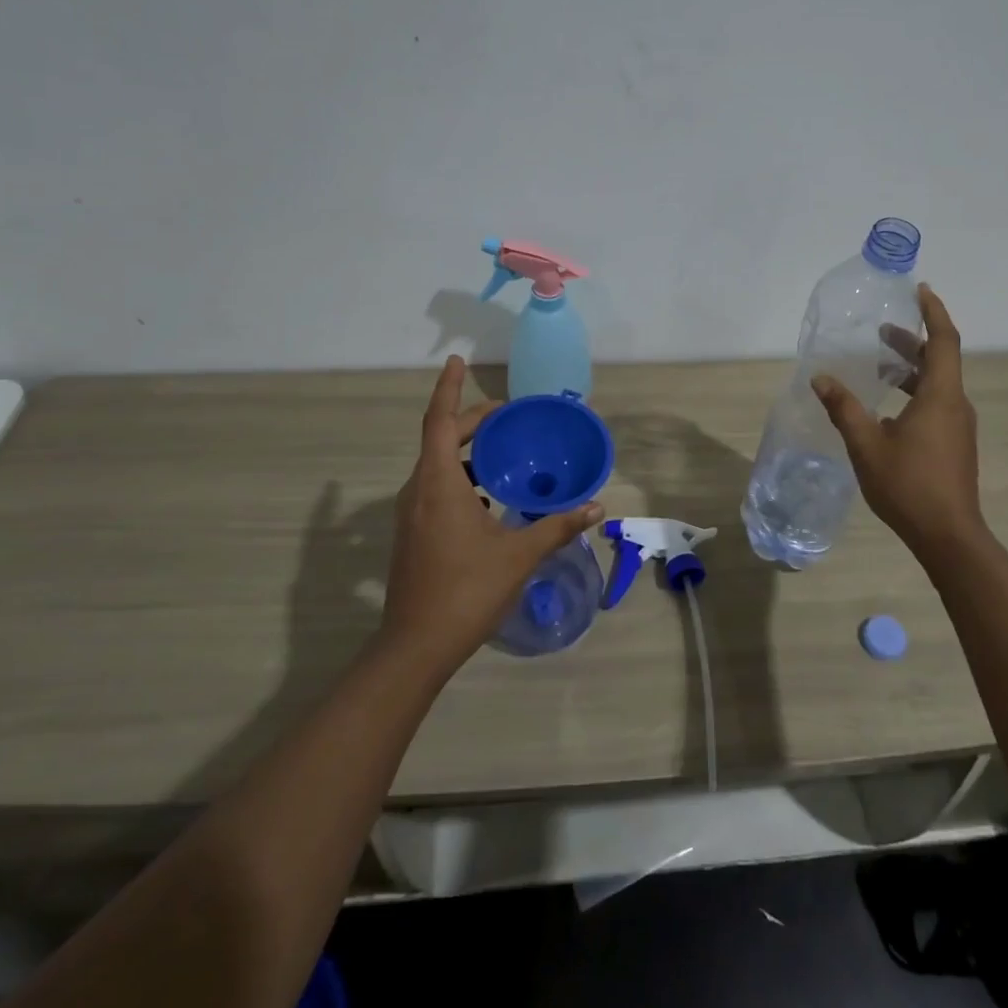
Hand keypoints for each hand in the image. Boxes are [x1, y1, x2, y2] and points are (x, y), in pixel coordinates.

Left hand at [381, 356, 603, 673]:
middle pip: (440, 439)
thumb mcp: (519, 555)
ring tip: (502, 452)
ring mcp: (411, 514)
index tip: (456, 360)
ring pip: (436, 465)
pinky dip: (459, 478)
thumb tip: (596, 506)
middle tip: (506, 416)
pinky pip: (435, 488)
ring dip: (465, 452)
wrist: (416, 647)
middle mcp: (419, 491)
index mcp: (439, 484)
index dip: (448, 388)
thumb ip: (557, 525)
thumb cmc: (467, 591)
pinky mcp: (413, 534)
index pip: (439, 421)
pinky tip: (487, 499)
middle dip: (470, 421)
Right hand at [812, 284, 985, 573]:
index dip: (933, 312)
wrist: (948, 536)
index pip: (943, 341)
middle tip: (882, 330)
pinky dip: (914, 391)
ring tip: (878, 366)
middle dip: (912, 341)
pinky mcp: (955, 443)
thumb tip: (820, 378)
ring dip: (911, 369)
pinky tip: (886, 408)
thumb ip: (843, 408)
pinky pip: (937, 403)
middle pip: (940, 360)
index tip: (920, 290)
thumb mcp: (866, 444)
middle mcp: (955, 405)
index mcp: (941, 397)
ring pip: (938, 383)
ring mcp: (958, 426)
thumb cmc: (908, 485)